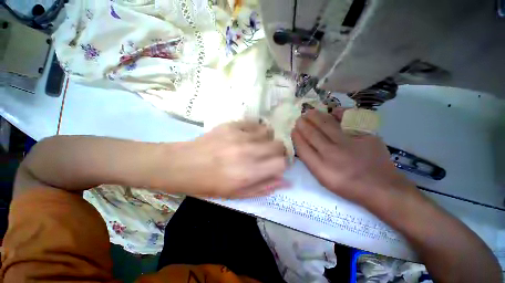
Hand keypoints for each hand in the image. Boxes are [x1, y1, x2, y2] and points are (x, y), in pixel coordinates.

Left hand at [166, 121, 288, 197]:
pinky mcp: (231, 125)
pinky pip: (254, 123)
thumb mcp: (237, 194)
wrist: (182, 164)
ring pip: (268, 131)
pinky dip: (255, 130)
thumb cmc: (208, 184)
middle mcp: (248, 152)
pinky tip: (247, 135)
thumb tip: (286, 182)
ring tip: (256, 144)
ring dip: (266, 139)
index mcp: (249, 173)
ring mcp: (239, 135)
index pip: (281, 163)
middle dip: (277, 152)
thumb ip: (264, 187)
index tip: (275, 166)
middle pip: (278, 145)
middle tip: (266, 155)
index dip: (281, 165)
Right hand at [291, 109, 411, 202]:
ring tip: (310, 112)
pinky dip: (339, 113)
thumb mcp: (324, 180)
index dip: (296, 137)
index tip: (293, 130)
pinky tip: (333, 111)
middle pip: (312, 134)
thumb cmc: (348, 186)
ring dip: (315, 116)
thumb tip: (303, 143)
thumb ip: (311, 162)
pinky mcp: (366, 136)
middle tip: (299, 118)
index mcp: (321, 168)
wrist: (382, 187)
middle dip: (303, 124)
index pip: (303, 148)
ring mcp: (350, 143)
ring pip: (327, 124)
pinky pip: (349, 120)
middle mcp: (333, 154)